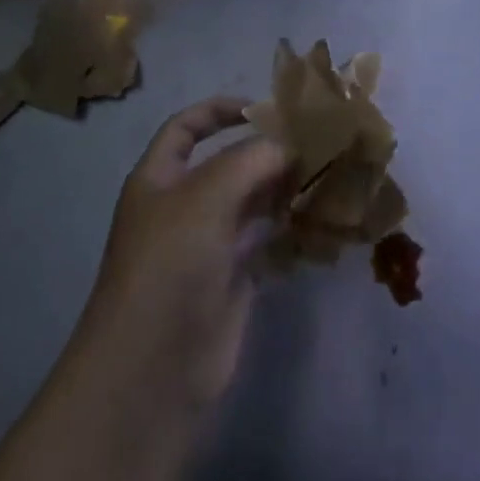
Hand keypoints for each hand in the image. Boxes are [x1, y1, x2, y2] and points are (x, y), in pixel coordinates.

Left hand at [74, 98, 290, 414]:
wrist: (152, 373)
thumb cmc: (169, 266)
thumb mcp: (206, 196)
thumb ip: (252, 160)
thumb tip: (291, 144)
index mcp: (160, 178)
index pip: (187, 127)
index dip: (220, 110)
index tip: (265, 107)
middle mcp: (183, 206)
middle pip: (228, 163)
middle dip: (267, 150)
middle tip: (317, 139)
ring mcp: (208, 245)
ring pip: (252, 202)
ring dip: (284, 186)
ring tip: (327, 171)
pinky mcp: (233, 280)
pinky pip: (266, 240)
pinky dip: (290, 226)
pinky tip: (321, 215)